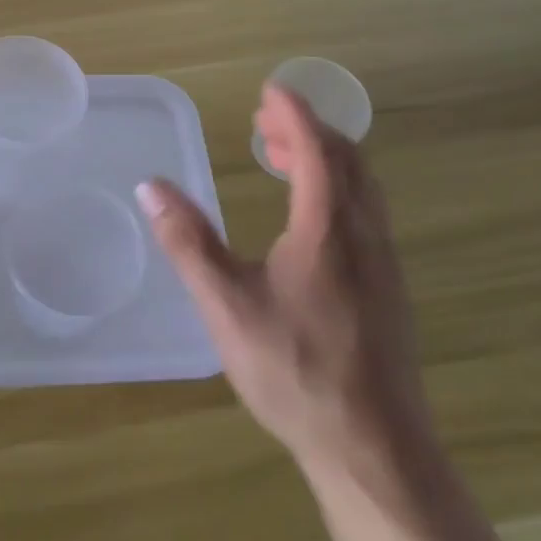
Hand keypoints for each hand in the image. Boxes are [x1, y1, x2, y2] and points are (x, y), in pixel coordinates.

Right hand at [138, 84, 431, 500]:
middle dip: (308, 131)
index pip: (317, 150)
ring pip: (361, 188)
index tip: (271, 89)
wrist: (376, 450)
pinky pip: (365, 213)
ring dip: (325, 159)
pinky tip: (308, 220)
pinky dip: (336, 189)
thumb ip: (188, 242)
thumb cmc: (297, 371)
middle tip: (265, 123)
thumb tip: (151, 186)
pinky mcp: (389, 290)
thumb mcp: (227, 306)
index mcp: (328, 230)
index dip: (294, 114)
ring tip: (282, 159)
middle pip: (347, 161)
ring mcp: (384, 265)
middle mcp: (364, 236)